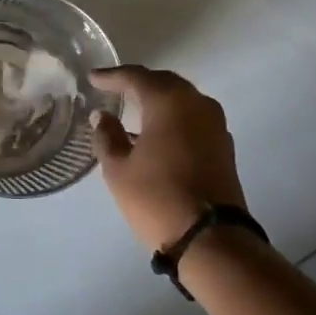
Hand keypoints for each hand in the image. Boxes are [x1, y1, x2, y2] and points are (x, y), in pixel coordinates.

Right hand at [89, 66, 247, 250]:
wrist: (210, 238)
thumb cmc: (157, 197)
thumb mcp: (119, 169)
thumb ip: (108, 136)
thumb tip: (103, 116)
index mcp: (170, 102)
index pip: (137, 78)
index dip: (112, 76)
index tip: (93, 78)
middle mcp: (197, 104)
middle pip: (164, 83)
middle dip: (139, 83)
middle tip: (114, 87)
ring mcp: (215, 125)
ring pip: (183, 100)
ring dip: (158, 100)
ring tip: (134, 108)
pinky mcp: (223, 146)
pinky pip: (193, 119)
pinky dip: (173, 118)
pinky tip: (156, 132)